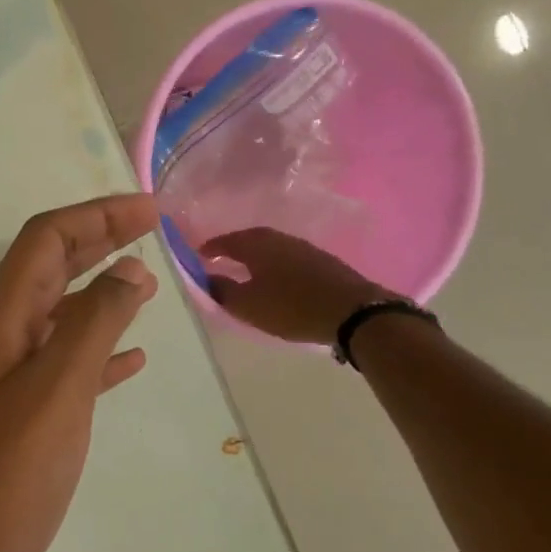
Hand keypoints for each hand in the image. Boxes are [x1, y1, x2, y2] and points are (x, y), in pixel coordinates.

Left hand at [0, 196, 159, 551]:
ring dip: (99, 295)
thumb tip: (128, 271)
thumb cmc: (3, 482)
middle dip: (95, 242)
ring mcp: (8, 389)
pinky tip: (130, 364)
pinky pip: (65, 373)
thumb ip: (91, 328)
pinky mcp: (22, 428)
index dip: (94, 216)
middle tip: (150, 230)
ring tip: (146, 286)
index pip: (42, 243)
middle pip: (47, 272)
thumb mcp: (53, 395)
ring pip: (58, 321)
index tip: (149, 211)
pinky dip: (98, 356)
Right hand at [204, 227, 395, 344]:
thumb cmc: (291, 307)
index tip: (197, 255)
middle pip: (250, 239)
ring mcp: (304, 248)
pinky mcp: (321, 262)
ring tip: (244, 270)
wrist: (353, 312)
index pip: (226, 241)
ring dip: (254, 256)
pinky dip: (273, 264)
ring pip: (270, 247)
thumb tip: (206, 278)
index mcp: (257, 245)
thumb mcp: (248, 305)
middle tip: (219, 259)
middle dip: (233, 248)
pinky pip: (287, 257)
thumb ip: (222, 291)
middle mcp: (279, 239)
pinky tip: (274, 278)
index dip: (211, 248)